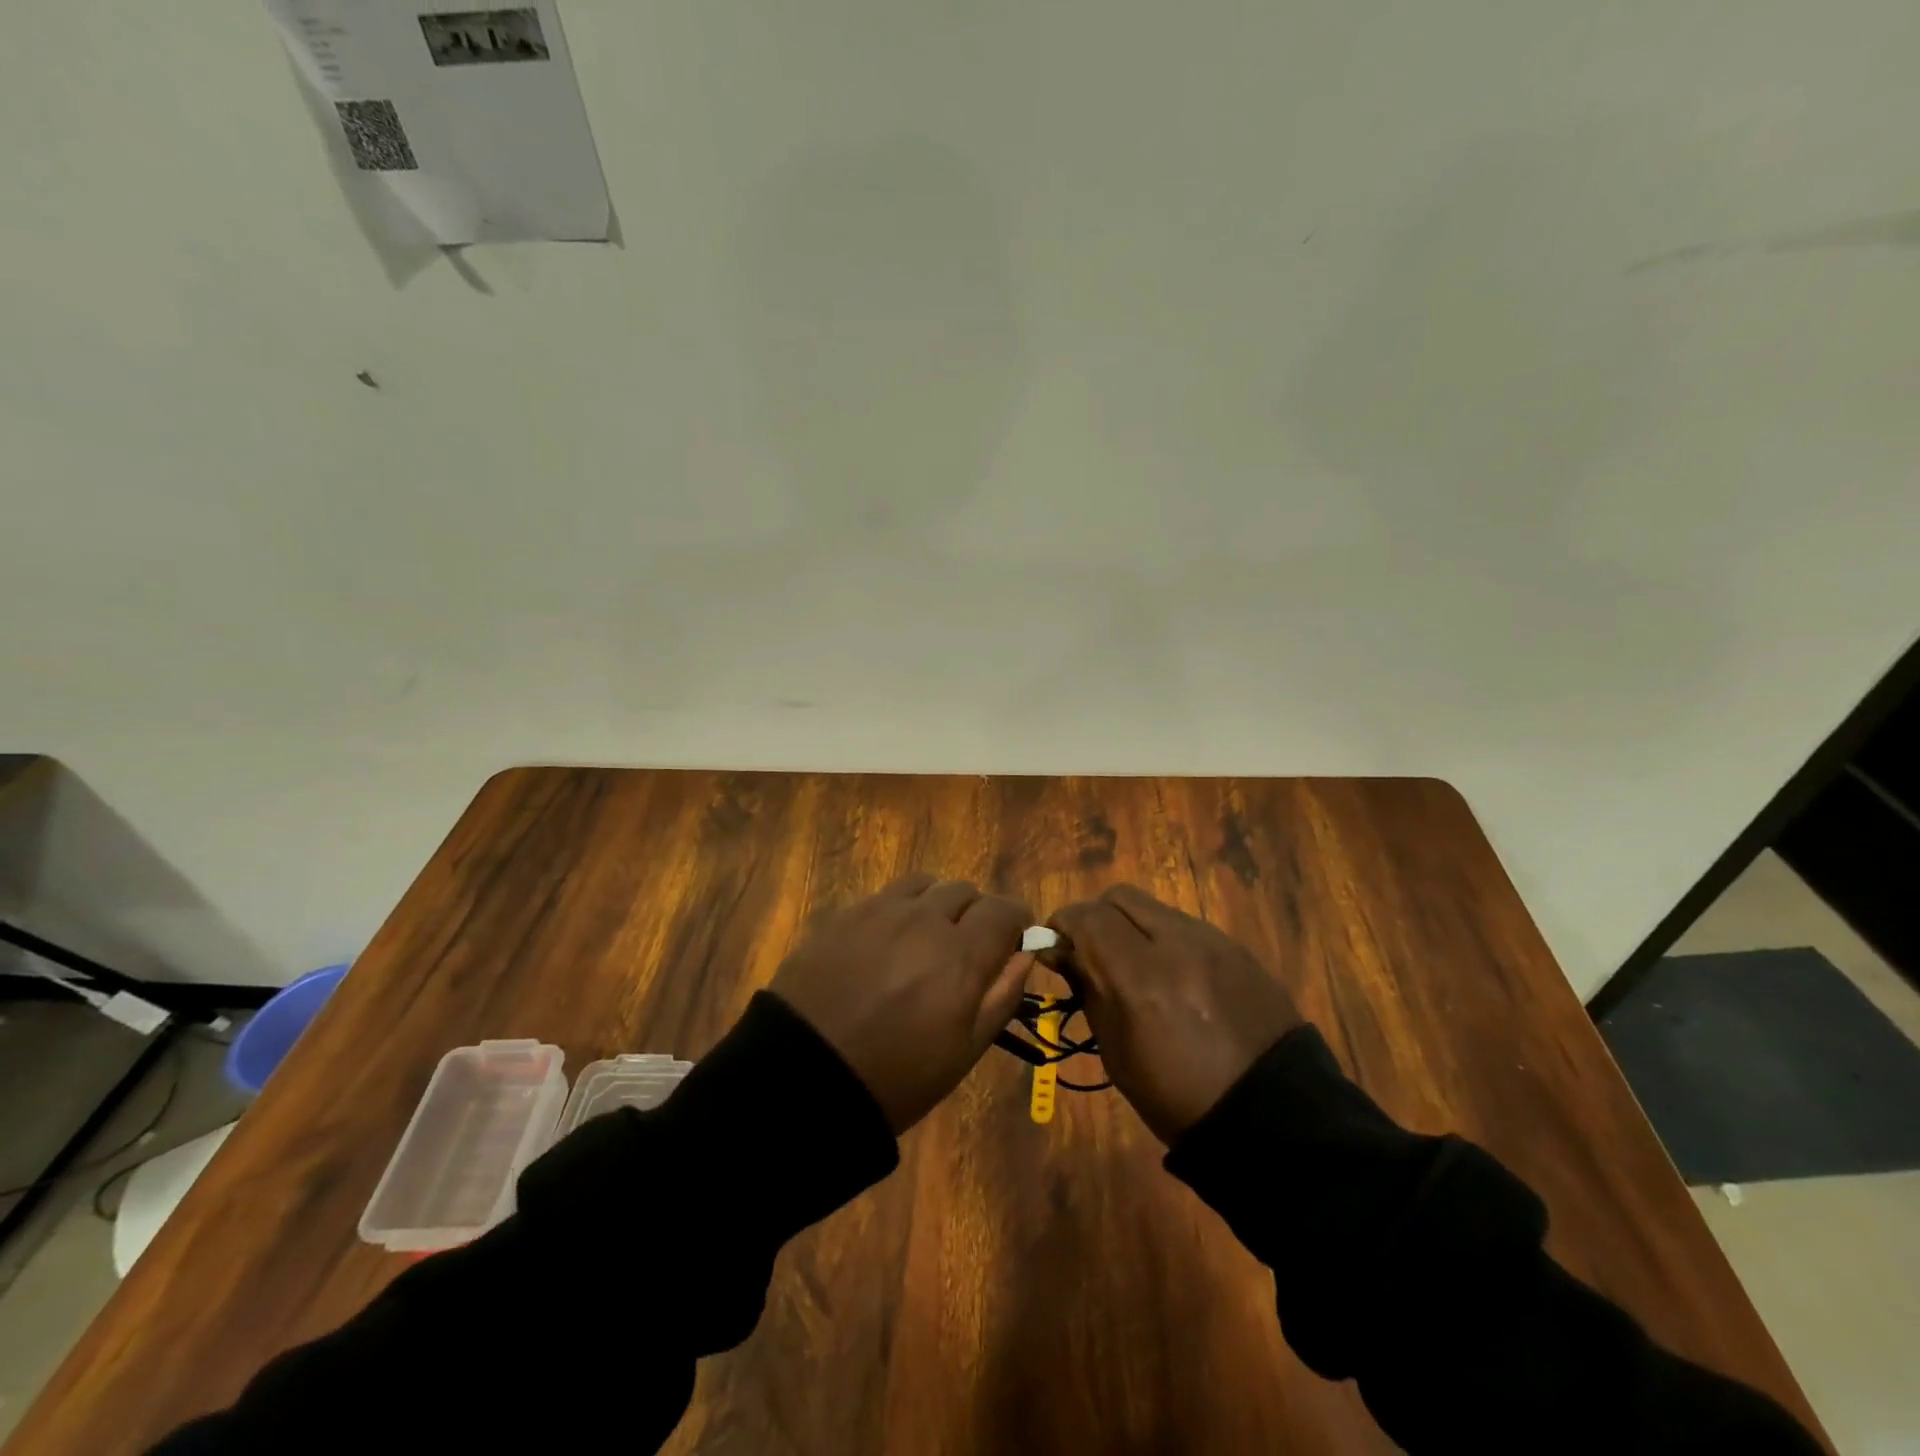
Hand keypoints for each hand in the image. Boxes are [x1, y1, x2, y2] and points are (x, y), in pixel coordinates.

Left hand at [770, 873, 1033, 1132]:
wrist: (802, 1077)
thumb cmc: (894, 1077)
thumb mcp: (963, 1052)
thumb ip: (1001, 995)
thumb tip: (1024, 953)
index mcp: (960, 955)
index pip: (1005, 909)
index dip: (1016, 921)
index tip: (1013, 941)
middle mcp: (924, 919)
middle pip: (965, 891)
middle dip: (975, 915)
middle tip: (964, 951)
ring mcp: (880, 910)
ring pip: (926, 884)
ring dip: (936, 904)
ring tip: (924, 939)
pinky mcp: (845, 914)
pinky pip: (887, 895)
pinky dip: (900, 910)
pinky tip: (886, 943)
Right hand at [1049, 885, 1302, 1142]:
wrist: (1273, 1118)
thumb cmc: (1180, 1099)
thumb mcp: (1118, 1054)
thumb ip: (1089, 991)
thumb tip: (1063, 953)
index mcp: (1141, 979)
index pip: (1087, 917)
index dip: (1062, 924)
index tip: (1055, 948)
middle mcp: (1177, 945)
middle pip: (1119, 897)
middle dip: (1095, 916)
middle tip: (1090, 951)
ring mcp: (1212, 942)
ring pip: (1154, 907)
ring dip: (1131, 925)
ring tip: (1132, 964)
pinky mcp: (1237, 948)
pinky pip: (1186, 926)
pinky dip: (1164, 938)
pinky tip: (1171, 975)